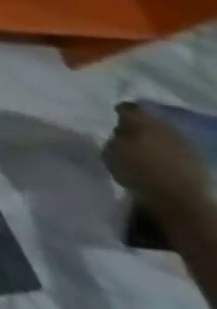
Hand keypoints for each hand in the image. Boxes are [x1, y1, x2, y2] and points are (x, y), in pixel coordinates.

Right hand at [105, 103, 211, 220]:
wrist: (180, 200)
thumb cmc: (137, 171)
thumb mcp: (110, 151)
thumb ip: (115, 137)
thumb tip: (121, 133)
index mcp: (143, 121)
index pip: (129, 108)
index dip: (120, 110)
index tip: (112, 115)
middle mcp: (167, 128)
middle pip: (152, 120)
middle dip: (141, 124)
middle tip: (127, 130)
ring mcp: (186, 145)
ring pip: (167, 134)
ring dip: (156, 138)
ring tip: (144, 145)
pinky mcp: (198, 161)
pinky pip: (178, 149)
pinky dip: (168, 151)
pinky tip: (160, 158)